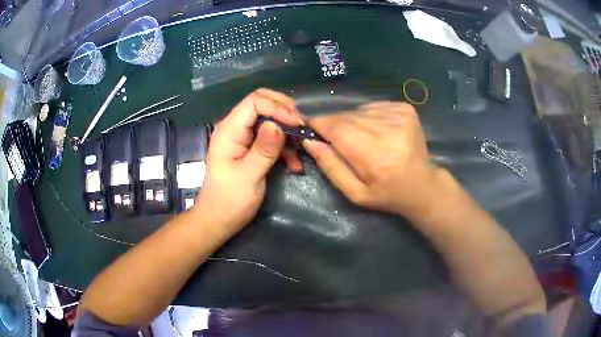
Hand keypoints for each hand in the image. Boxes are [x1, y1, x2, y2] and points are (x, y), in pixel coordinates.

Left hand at [194, 89, 303, 236]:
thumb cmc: (229, 200)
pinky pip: (271, 137)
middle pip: (262, 104)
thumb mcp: (248, 176)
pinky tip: (295, 163)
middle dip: (284, 112)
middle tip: (302, 127)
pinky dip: (284, 146)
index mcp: (229, 130)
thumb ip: (263, 150)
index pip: (254, 102)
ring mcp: (243, 137)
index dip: (278, 107)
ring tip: (302, 148)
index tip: (297, 123)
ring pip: (269, 119)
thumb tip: (277, 125)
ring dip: (287, 131)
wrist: (219, 219)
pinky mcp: (250, 148)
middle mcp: (235, 128)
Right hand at [303, 102, 445, 219]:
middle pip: (345, 116)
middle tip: (339, 142)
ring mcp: (399, 115)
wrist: (422, 185)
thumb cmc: (387, 194)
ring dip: (352, 122)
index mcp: (374, 155)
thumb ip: (331, 167)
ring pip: (358, 110)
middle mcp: (387, 129)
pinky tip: (377, 132)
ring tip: (362, 140)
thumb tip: (310, 142)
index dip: (319, 126)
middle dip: (334, 126)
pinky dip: (368, 117)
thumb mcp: (355, 193)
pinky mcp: (405, 108)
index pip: (335, 127)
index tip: (312, 131)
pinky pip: (372, 107)